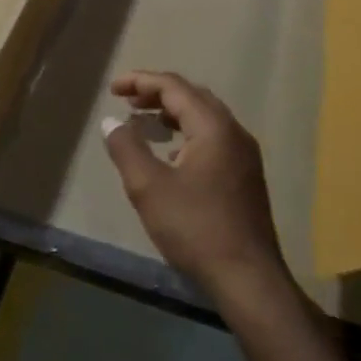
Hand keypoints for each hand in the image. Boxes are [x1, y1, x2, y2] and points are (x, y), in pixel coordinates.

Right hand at [102, 71, 287, 303]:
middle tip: (127, 101)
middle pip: (193, 96)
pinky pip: (213, 138)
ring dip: (173, 113)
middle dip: (157, 93)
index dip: (140, 81)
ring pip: (205, 118)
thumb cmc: (195, 228)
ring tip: (144, 122)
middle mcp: (234, 132)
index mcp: (213, 127)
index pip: (174, 87)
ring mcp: (244, 155)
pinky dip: (187, 134)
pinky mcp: (246, 176)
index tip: (113, 89)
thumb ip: (127, 148)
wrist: (248, 279)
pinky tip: (171, 155)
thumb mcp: (149, 188)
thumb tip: (111, 121)